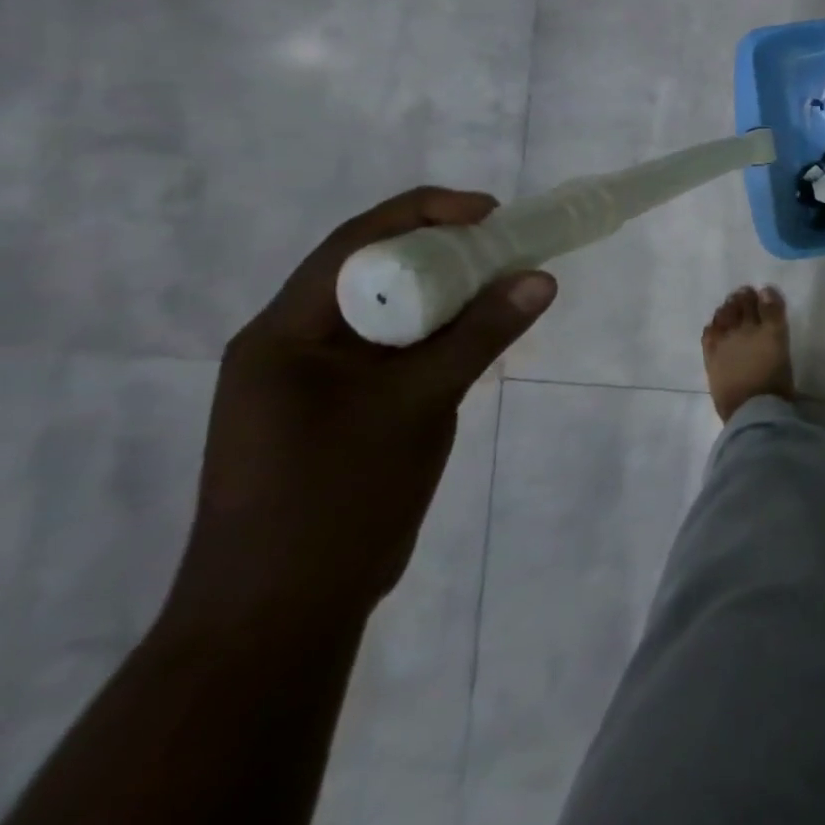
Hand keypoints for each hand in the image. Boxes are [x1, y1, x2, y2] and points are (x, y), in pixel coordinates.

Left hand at [164, 187, 556, 633]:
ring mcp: (317, 380)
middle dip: (444, 250)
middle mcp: (293, 345)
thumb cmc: (337, 497)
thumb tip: (540, 277)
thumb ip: (480, 335)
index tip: (492, 212)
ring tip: (510, 283)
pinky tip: (485, 334)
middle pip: (374, 272)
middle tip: (511, 246)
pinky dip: (444, 332)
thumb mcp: (417, 404)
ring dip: (448, 292)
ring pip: (391, 311)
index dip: (425, 213)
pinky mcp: (344, 408)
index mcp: (285, 334)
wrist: (283, 611)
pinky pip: (399, 348)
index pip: (356, 245)